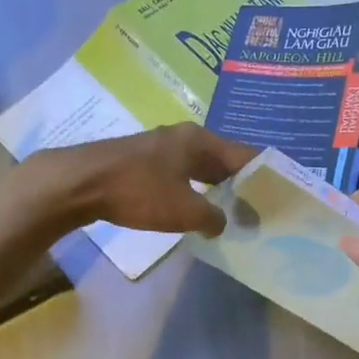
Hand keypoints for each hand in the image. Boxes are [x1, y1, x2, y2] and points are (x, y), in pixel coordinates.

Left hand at [18, 125, 257, 237]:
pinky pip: (181, 174)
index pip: (246, 155)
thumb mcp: (184, 210)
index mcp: (200, 140)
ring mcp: (161, 146)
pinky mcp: (143, 160)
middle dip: (241, 183)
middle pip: (223, 160)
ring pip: (200, 167)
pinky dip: (194, 189)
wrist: (80, 182)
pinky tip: (195, 207)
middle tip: (259, 208)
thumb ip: (212, 217)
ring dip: (216, 188)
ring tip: (232, 211)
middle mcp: (184, 137)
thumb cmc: (138, 191)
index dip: (264, 175)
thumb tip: (223, 221)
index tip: (279, 195)